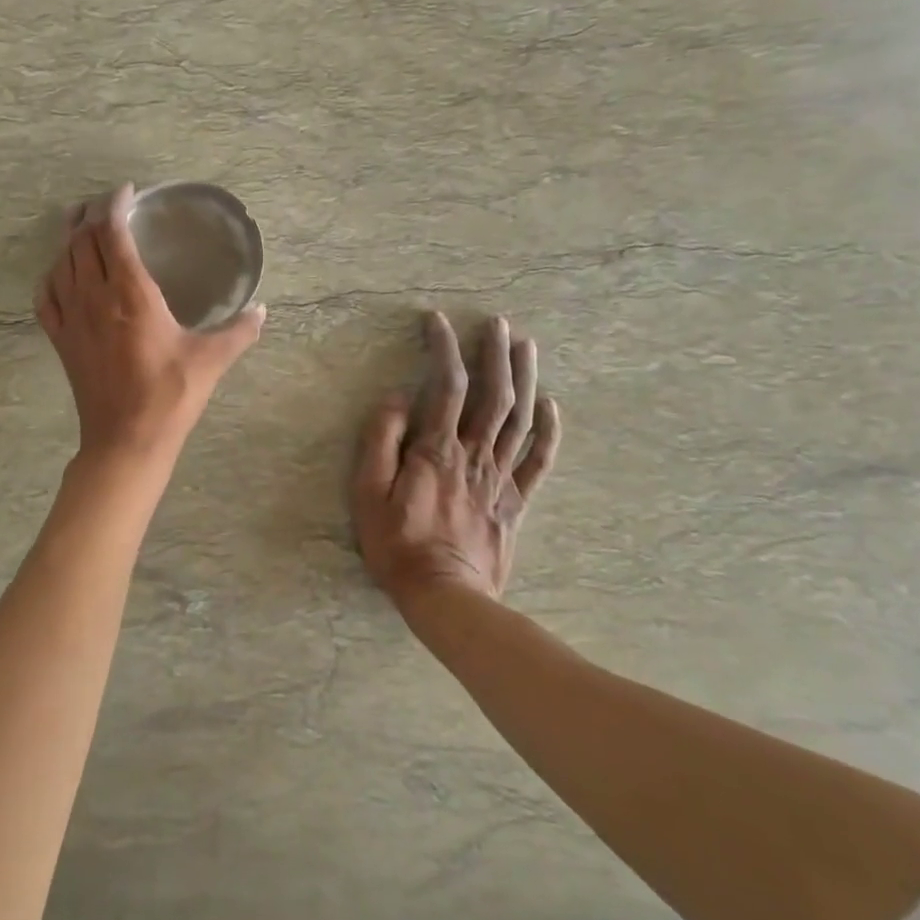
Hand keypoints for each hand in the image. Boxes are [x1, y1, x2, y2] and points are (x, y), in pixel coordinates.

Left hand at [37, 184, 265, 457]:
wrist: (126, 440)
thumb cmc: (170, 396)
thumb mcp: (211, 360)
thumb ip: (239, 331)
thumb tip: (262, 310)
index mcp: (131, 294)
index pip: (112, 233)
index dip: (115, 205)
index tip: (127, 192)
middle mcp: (95, 297)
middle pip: (82, 241)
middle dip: (91, 215)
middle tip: (105, 205)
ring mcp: (72, 319)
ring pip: (61, 263)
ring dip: (68, 239)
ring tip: (78, 225)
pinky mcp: (61, 341)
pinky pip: (46, 298)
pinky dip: (50, 277)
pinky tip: (58, 274)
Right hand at [353, 311, 560, 611]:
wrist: (445, 598)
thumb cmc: (398, 544)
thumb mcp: (369, 493)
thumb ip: (381, 441)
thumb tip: (397, 398)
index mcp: (437, 449)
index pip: (446, 385)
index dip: (443, 348)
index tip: (437, 321)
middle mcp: (475, 454)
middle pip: (493, 394)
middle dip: (495, 353)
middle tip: (498, 323)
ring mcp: (501, 477)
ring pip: (521, 418)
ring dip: (525, 378)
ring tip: (526, 345)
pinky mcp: (516, 501)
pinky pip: (539, 460)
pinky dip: (549, 430)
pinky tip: (551, 405)